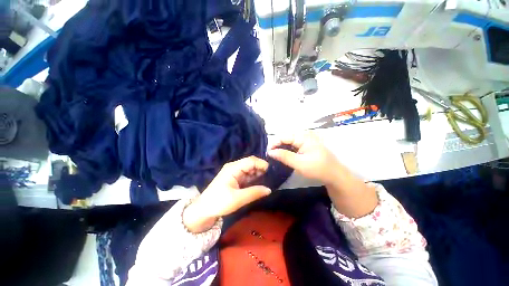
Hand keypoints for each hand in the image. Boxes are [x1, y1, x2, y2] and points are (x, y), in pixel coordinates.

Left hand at [183, 156, 270, 232]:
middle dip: (260, 168)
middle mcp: (234, 167)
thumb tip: (269, 189)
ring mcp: (234, 172)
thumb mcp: (238, 199)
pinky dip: (253, 178)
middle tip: (271, 176)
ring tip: (268, 179)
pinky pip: (246, 175)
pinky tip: (259, 182)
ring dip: (258, 173)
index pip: (250, 160)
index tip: (271, 171)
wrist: (203, 210)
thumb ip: (254, 193)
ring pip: (249, 169)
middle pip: (250, 163)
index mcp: (233, 168)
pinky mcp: (234, 178)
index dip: (261, 164)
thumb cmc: (219, 202)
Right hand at [268, 131, 341, 185]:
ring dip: (281, 148)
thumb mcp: (299, 163)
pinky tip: (282, 156)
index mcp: (303, 137)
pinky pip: (292, 146)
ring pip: (288, 142)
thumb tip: (270, 151)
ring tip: (274, 156)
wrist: (334, 175)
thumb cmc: (318, 169)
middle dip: (277, 145)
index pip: (284, 136)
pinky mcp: (305, 146)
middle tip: (270, 155)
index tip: (268, 153)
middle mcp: (303, 136)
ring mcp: (304, 141)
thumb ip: (284, 156)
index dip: (274, 143)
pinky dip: (286, 150)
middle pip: (285, 138)